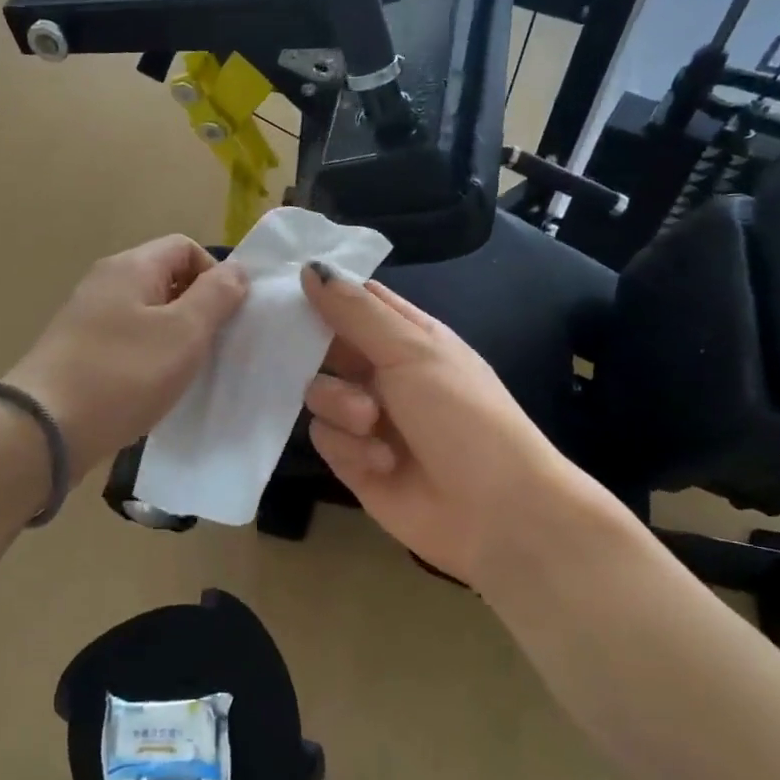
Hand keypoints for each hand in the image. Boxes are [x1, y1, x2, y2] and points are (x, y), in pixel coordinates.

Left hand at [6, 236, 248, 476]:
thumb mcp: (183, 333)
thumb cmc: (123, 375)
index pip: (185, 247)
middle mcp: (105, 282)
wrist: (45, 428)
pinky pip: (126, 341)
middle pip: (165, 278)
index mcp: (131, 267)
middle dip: (196, 308)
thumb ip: (215, 297)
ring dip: (173, 337)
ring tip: (184, 372)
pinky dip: (147, 357)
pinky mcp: (78, 351)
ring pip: (146, 314)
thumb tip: (236, 271)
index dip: (214, 275)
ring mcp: (87, 317)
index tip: (226, 316)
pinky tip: (152, 388)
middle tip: (210, 347)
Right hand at [300, 264, 628, 587]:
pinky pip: (324, 438)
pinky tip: (382, 462)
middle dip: (315, 354)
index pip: (355, 302)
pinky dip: (349, 448)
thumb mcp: (412, 351)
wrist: (496, 512)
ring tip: (372, 424)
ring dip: (341, 407)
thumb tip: (310, 268)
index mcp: (407, 337)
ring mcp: (366, 418)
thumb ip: (356, 312)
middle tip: (307, 356)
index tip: (283, 287)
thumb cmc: (462, 415)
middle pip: (325, 347)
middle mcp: (383, 373)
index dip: (323, 292)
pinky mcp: (353, 461)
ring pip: (318, 394)